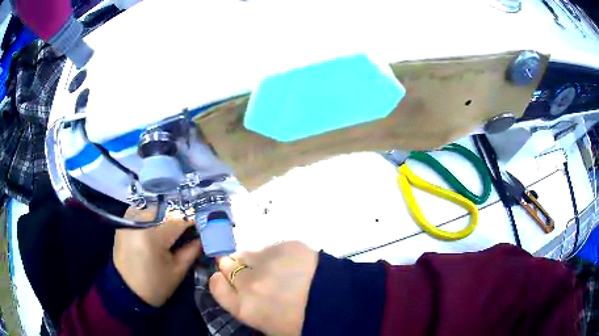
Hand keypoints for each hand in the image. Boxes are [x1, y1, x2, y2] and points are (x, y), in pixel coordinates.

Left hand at [113, 208, 200, 306]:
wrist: (126, 292)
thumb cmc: (154, 285)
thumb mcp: (177, 271)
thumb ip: (192, 250)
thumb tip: (203, 237)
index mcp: (153, 234)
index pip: (179, 218)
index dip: (194, 220)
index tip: (204, 224)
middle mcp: (139, 220)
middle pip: (166, 208)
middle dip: (180, 215)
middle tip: (190, 226)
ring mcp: (129, 218)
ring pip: (154, 206)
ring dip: (166, 212)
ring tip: (175, 224)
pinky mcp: (124, 221)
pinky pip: (143, 210)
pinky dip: (154, 214)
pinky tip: (159, 224)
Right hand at [209, 241, 317, 335]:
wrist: (340, 304)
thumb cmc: (301, 323)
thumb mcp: (268, 326)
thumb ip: (247, 306)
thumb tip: (240, 289)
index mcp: (244, 307)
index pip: (216, 285)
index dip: (220, 280)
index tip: (227, 279)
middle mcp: (249, 282)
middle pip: (227, 264)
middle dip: (235, 267)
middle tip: (252, 272)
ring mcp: (267, 261)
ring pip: (248, 252)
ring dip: (255, 259)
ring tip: (272, 267)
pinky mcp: (286, 246)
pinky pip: (271, 246)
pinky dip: (276, 253)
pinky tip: (291, 263)